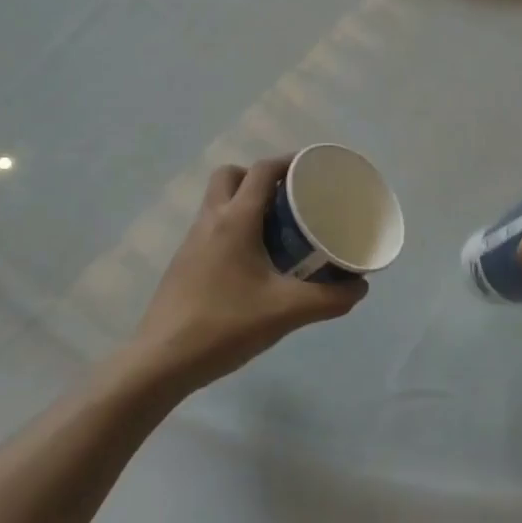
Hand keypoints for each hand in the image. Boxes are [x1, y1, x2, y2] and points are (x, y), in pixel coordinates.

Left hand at [126, 156, 367, 393]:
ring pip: (218, 201)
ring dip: (245, 202)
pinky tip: (253, 262)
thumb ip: (329, 299)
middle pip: (231, 175)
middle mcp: (210, 220)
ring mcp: (191, 242)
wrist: (162, 361)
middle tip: (289, 199)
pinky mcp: (183, 263)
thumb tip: (359, 287)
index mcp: (235, 220)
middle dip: (260, 177)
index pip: (262, 171)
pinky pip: (211, 227)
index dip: (289, 162)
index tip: (314, 169)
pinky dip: (233, 228)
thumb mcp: (286, 312)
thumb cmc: (225, 325)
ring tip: (277, 229)